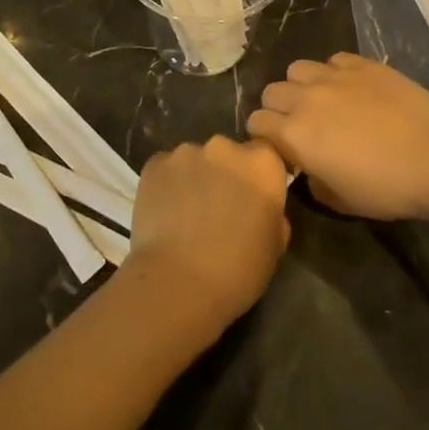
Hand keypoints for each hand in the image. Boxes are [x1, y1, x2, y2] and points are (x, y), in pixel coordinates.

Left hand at [123, 136, 290, 333]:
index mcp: (262, 164)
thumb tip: (261, 208)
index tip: (253, 198)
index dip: (259, 176)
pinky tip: (165, 213)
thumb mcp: (274, 247)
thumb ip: (272, 215)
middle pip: (228, 153)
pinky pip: (166, 170)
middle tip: (219, 208)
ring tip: (187, 214)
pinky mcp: (154, 164)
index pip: (266, 154)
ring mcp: (186, 152)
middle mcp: (224, 147)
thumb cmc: (237, 271)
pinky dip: (168, 184)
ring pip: (195, 160)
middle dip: (226, 174)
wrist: (177, 282)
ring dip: (196, 178)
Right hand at [248, 54, 428, 220]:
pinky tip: (351, 89)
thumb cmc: (387, 188)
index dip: (265, 136)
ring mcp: (334, 76)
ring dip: (302, 86)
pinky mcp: (361, 64)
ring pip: (297, 69)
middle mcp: (305, 98)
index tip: (281, 148)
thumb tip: (308, 167)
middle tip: (301, 125)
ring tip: (322, 100)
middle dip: (279, 108)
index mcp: (294, 134)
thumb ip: (311, 180)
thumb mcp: (339, 201)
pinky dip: (333, 73)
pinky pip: (332, 60)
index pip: (256, 123)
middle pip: (271, 92)